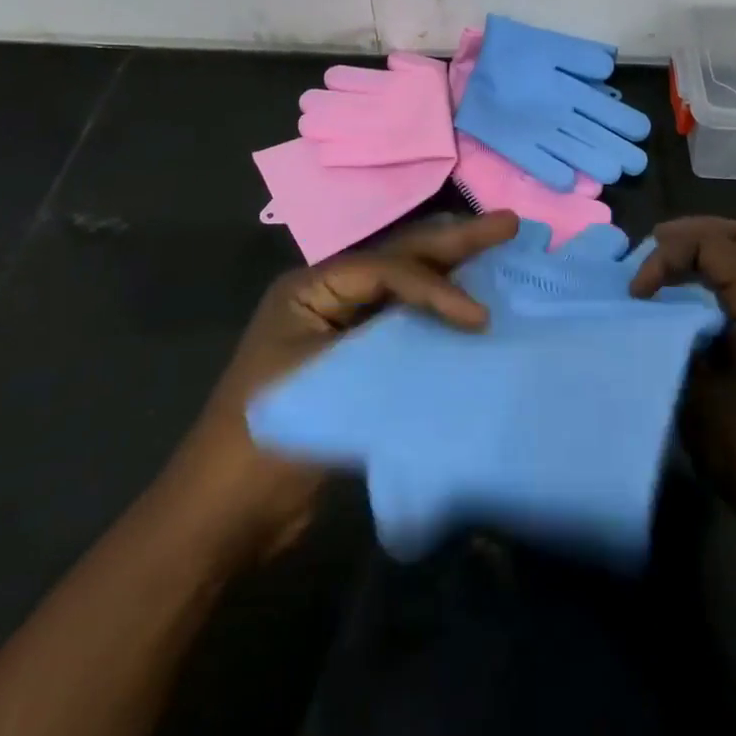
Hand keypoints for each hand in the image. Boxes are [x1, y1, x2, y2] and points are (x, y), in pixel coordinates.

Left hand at [170, 211, 519, 563]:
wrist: (226, 512)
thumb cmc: (268, 439)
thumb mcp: (328, 382)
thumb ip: (391, 345)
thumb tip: (457, 329)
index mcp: (311, 288)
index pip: (386, 269)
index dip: (437, 286)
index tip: (479, 318)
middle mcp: (329, 295)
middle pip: (400, 259)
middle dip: (455, 241)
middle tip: (508, 222)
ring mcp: (343, 326)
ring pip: (406, 285)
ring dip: (451, 269)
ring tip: (497, 243)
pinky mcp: (357, 359)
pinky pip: (405, 323)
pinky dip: (440, 313)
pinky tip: (474, 307)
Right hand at [631, 218, 735, 580]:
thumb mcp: (696, 389)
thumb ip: (677, 334)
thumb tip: (657, 307)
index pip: (712, 245)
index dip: (667, 257)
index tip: (638, 294)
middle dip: (694, 233)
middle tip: (655, 245)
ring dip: (717, 246)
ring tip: (679, 258)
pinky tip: (715, 289)